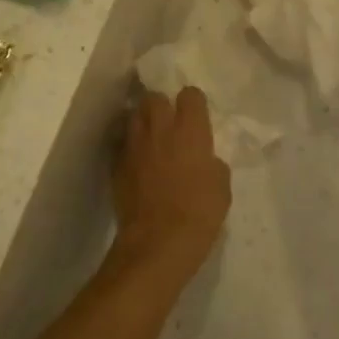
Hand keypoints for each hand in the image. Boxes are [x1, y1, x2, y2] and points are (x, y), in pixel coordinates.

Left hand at [113, 88, 230, 277]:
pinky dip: (130, 146)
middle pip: (155, 97)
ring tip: (151, 136)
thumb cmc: (199, 214)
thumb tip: (205, 159)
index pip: (190, 94)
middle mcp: (160, 129)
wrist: (157, 243)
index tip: (196, 115)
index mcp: (190, 130)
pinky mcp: (117, 164)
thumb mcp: (222, 187)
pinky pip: (122, 143)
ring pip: (134, 115)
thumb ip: (212, 163)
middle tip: (170, 122)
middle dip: (162, 105)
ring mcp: (134, 145)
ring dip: (143, 121)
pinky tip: (138, 160)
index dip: (194, 102)